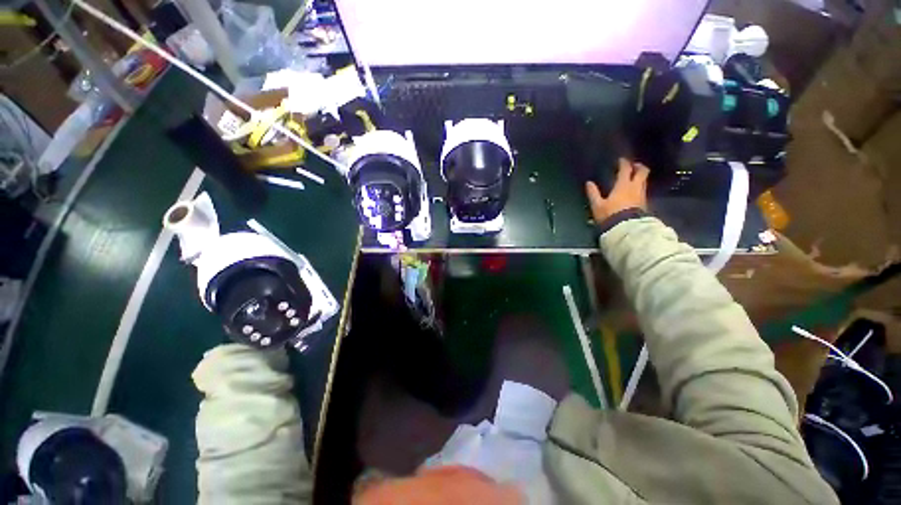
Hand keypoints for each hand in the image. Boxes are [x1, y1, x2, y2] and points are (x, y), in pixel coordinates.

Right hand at [585, 158, 648, 223]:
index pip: (625, 169)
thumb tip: (589, 183)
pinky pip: (643, 190)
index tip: (621, 160)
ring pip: (644, 181)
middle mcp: (635, 187)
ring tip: (634, 178)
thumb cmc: (610, 215)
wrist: (626, 228)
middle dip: (638, 167)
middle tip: (634, 166)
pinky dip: (639, 187)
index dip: (624, 163)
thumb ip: (593, 193)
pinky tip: (634, 191)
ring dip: (640, 177)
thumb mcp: (597, 205)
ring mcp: (641, 195)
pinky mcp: (644, 203)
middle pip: (642, 172)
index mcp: (623, 185)